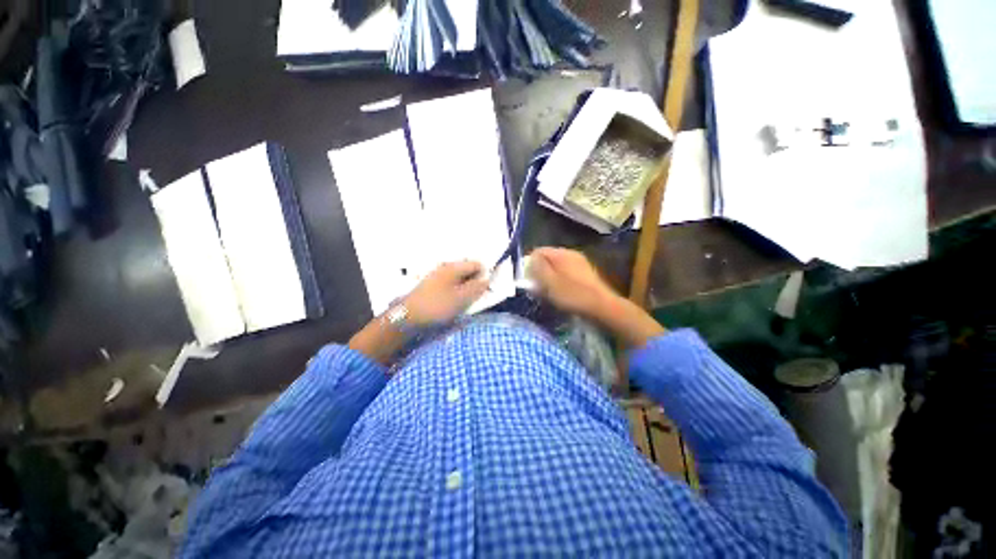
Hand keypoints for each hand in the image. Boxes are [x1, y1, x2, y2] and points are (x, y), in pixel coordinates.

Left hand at [403, 261, 488, 325]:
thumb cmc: (437, 306)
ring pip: (459, 279)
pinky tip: (453, 303)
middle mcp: (445, 267)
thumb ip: (477, 287)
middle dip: (474, 282)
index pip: (477, 264)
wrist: (407, 317)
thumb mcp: (461, 298)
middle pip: (467, 270)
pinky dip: (455, 292)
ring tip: (464, 303)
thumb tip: (487, 279)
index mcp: (454, 267)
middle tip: (475, 298)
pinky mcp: (431, 285)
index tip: (485, 290)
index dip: (484, 275)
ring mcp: (437, 276)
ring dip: (465, 288)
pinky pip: (450, 285)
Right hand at [526, 247, 618, 320]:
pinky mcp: (586, 274)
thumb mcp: (549, 282)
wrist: (602, 307)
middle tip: (537, 287)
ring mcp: (580, 263)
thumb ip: (537, 268)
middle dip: (539, 272)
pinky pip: (566, 274)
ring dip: (549, 278)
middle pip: (547, 259)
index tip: (527, 280)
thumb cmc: (572, 295)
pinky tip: (561, 294)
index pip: (538, 251)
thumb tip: (530, 259)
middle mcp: (571, 254)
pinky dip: (560, 282)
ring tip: (548, 293)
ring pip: (557, 267)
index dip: (529, 264)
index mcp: (561, 253)